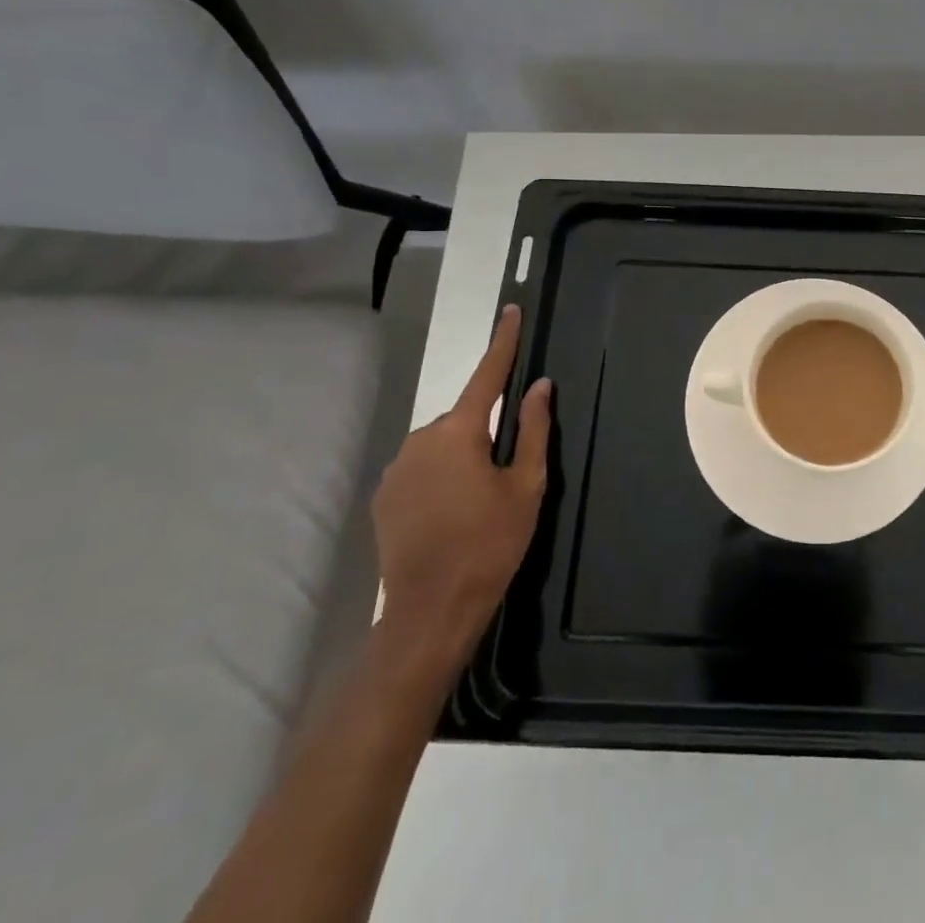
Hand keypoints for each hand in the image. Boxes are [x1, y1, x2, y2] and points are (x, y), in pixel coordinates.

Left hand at [372, 305, 551, 662]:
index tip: (511, 311)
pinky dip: (440, 477)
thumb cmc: (490, 544)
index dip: (503, 343)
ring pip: (443, 444)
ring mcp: (397, 467)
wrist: (430, 612)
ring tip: (478, 504)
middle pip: (465, 418)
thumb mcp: (527, 486)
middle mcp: (421, 439)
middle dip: (486, 432)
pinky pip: (421, 468)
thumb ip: (534, 430)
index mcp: (459, 432)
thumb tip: (540, 386)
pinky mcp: (384, 495)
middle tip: (506, 476)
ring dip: (463, 457)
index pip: (487, 375)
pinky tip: (451, 514)